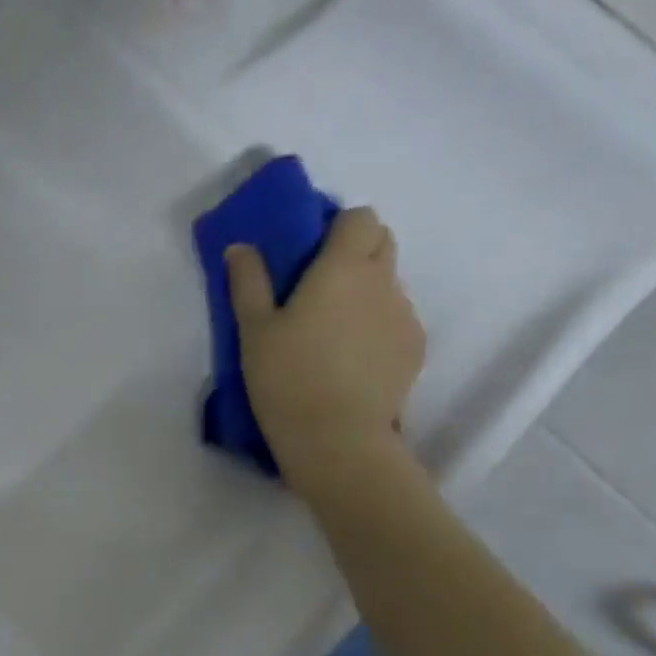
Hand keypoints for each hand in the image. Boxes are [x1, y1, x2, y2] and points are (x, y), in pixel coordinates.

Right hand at [226, 206, 425, 482]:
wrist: (337, 437)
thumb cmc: (287, 377)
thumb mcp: (254, 330)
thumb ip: (248, 282)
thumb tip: (241, 247)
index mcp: (343, 268)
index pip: (361, 217)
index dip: (338, 227)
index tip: (311, 251)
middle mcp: (383, 281)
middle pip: (382, 242)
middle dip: (355, 251)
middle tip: (318, 288)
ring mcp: (405, 315)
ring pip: (389, 284)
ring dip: (365, 292)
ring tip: (333, 333)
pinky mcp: (415, 347)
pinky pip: (397, 319)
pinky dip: (377, 325)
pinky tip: (352, 359)